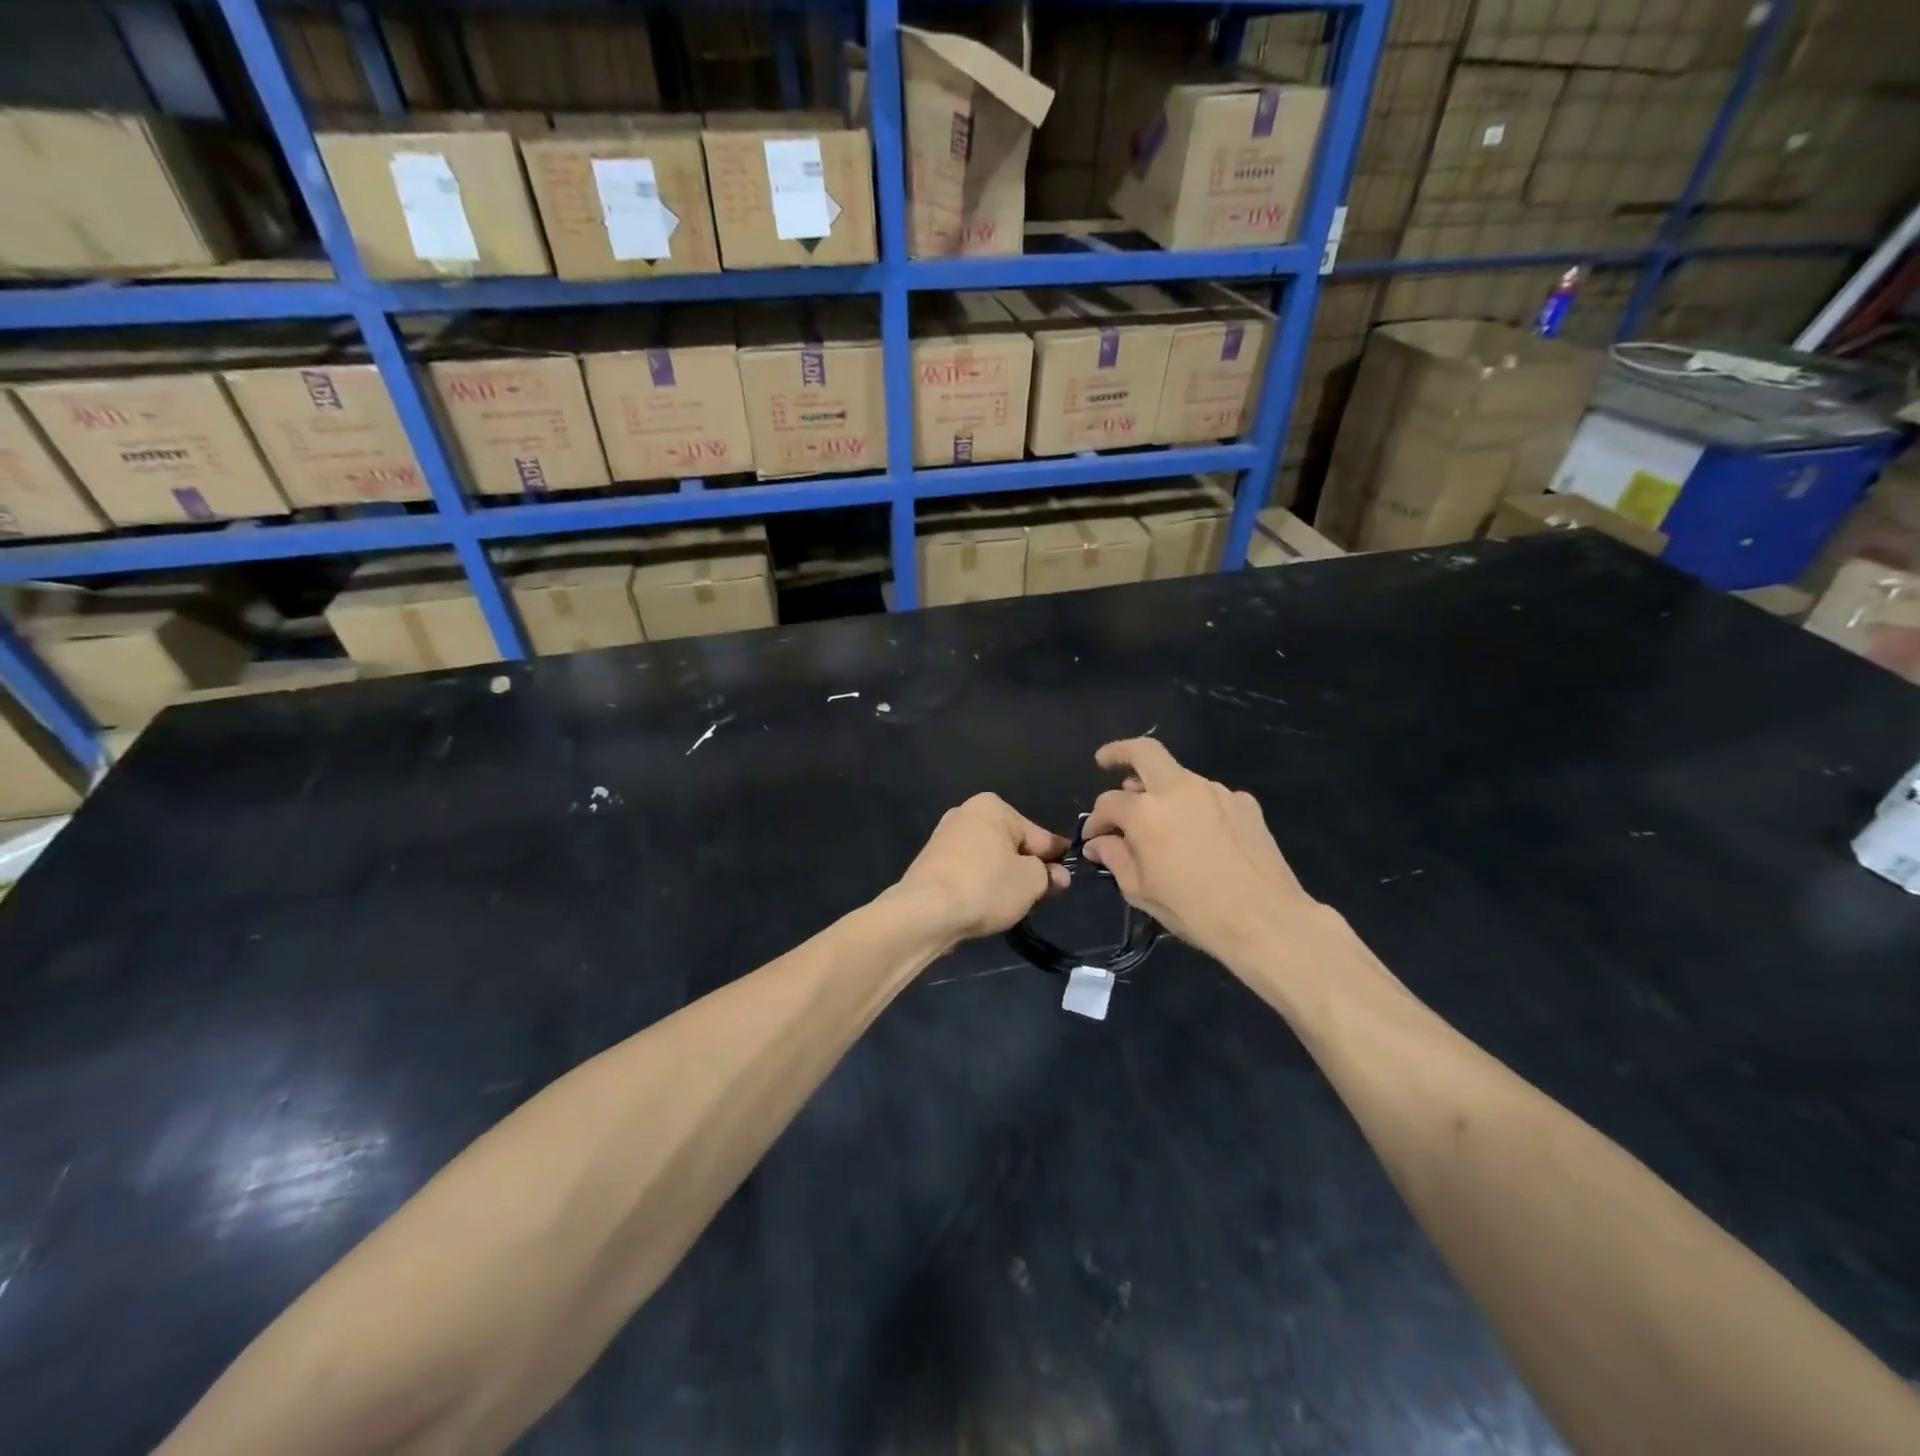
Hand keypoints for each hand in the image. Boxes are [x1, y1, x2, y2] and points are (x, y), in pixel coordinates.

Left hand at [894, 794, 1070, 945]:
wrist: (925, 911)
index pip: (1038, 834)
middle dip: (1027, 868)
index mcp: (993, 807)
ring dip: (1003, 878)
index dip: (1055, 858)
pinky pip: (968, 872)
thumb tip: (1058, 875)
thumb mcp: (1031, 882)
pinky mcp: (930, 862)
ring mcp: (944, 837)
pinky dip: (980, 885)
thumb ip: (1049, 875)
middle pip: (1012, 845)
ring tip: (1012, 905)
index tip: (1066, 878)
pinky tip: (984, 905)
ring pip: (989, 859)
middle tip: (1041, 896)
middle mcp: (966, 813)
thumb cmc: (985, 886)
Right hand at [1082, 739, 1316, 963]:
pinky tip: (1199, 834)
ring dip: (1161, 790)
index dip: (1095, 820)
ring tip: (1158, 818)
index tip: (1093, 838)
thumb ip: (1114, 857)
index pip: (1108, 803)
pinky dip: (1195, 807)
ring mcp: (1216, 791)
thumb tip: (1099, 842)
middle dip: (1120, 752)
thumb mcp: (1140, 890)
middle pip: (1144, 752)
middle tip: (1105, 761)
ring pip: (1179, 777)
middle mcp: (1179, 789)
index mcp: (1146, 812)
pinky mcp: (1245, 803)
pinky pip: (1209, 797)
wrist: (1265, 919)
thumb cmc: (1193, 910)